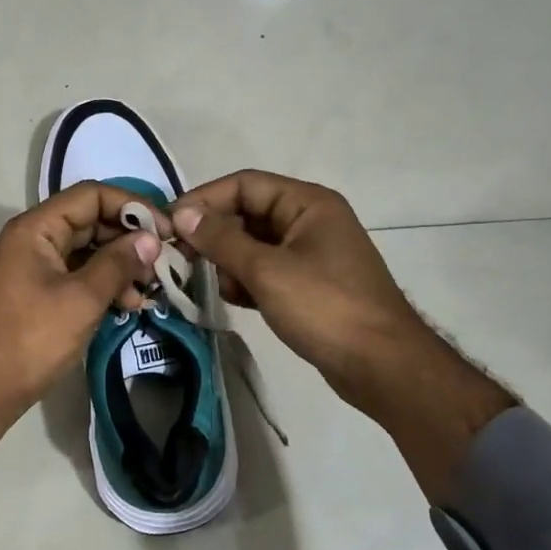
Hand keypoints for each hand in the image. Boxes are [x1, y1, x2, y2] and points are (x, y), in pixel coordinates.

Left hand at [0, 182, 164, 510]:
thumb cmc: (31, 339)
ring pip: (85, 251)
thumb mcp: (81, 299)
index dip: (132, 207)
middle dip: (128, 239)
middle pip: (89, 221)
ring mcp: (32, 267)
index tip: (166, 230)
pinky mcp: (36, 293)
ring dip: (119, 265)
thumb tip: (150, 239)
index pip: (91, 195)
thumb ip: (117, 264)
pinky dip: (102, 284)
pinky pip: (75, 275)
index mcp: (36, 228)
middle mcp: (32, 239)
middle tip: (164, 262)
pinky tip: (128, 305)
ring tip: (148, 291)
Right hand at [171, 170, 513, 493]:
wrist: (381, 365)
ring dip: (228, 260)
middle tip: (179, 256)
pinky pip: (266, 270)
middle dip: (213, 234)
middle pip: (248, 213)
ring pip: (254, 244)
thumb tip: (183, 214)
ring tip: (209, 283)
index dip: (204, 199)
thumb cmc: (325, 307)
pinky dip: (246, 280)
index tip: (169, 223)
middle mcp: (310, 220)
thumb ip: (221, 240)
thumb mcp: (267, 270)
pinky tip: (234, 299)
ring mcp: (311, 254)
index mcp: (307, 204)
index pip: (244, 184)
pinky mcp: (309, 284)